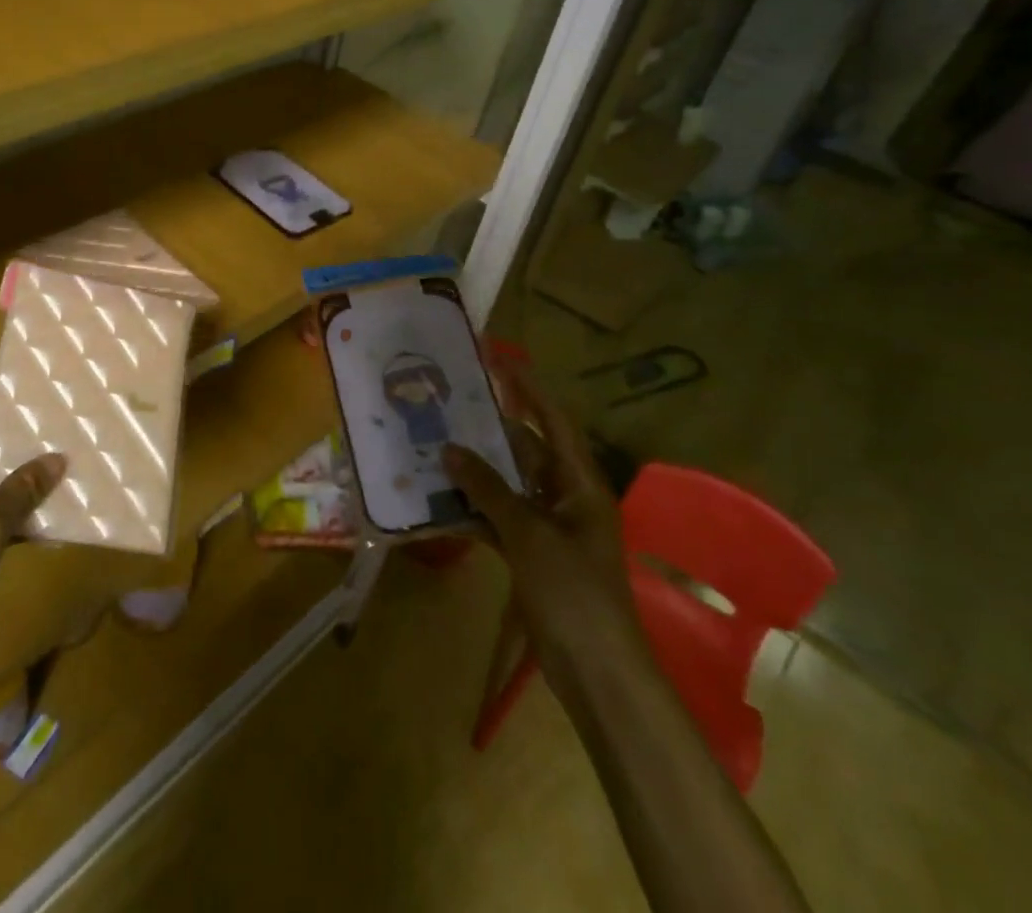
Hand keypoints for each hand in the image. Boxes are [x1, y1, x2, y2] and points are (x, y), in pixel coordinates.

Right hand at [443, 364, 643, 680]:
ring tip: (433, 446)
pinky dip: (474, 511)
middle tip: (447, 406)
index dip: (529, 390)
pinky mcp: (533, 556)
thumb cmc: (573, 591)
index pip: (554, 422)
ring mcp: (549, 529)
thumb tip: (449, 449)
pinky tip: (439, 502)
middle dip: (489, 431)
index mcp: (579, 484)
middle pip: (526, 452)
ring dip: (476, 472)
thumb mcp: (529, 533)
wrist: (597, 671)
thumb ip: (488, 489)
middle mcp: (565, 498)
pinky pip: (499, 520)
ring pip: (508, 486)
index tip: (498, 361)